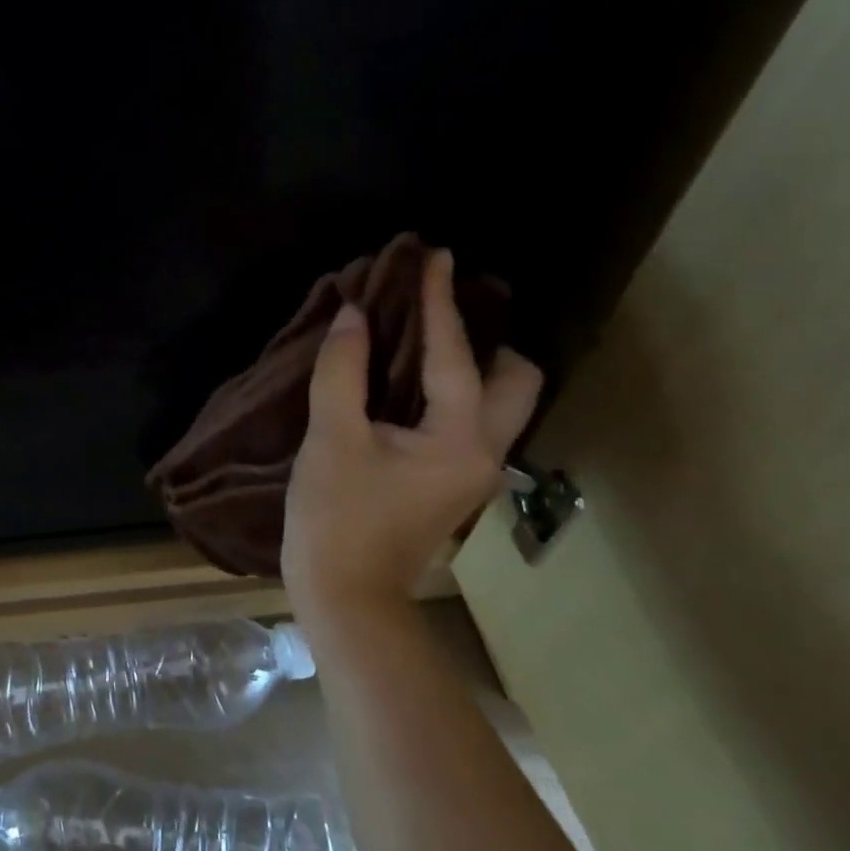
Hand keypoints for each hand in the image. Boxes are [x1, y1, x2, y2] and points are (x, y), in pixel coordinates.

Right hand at [283, 249, 542, 615]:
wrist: (346, 594)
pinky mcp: (453, 482)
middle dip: (488, 339)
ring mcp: (474, 471)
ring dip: (473, 365)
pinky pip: (470, 419)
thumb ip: (342, 371)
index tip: (433, 256)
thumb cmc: (336, 517)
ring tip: (424, 342)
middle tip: (438, 318)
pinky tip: (409, 384)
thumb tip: (353, 316)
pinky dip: (450, 391)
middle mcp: (485, 451)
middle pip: (518, 379)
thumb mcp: (331, 439)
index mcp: (459, 437)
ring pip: (500, 402)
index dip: (438, 301)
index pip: (453, 353)